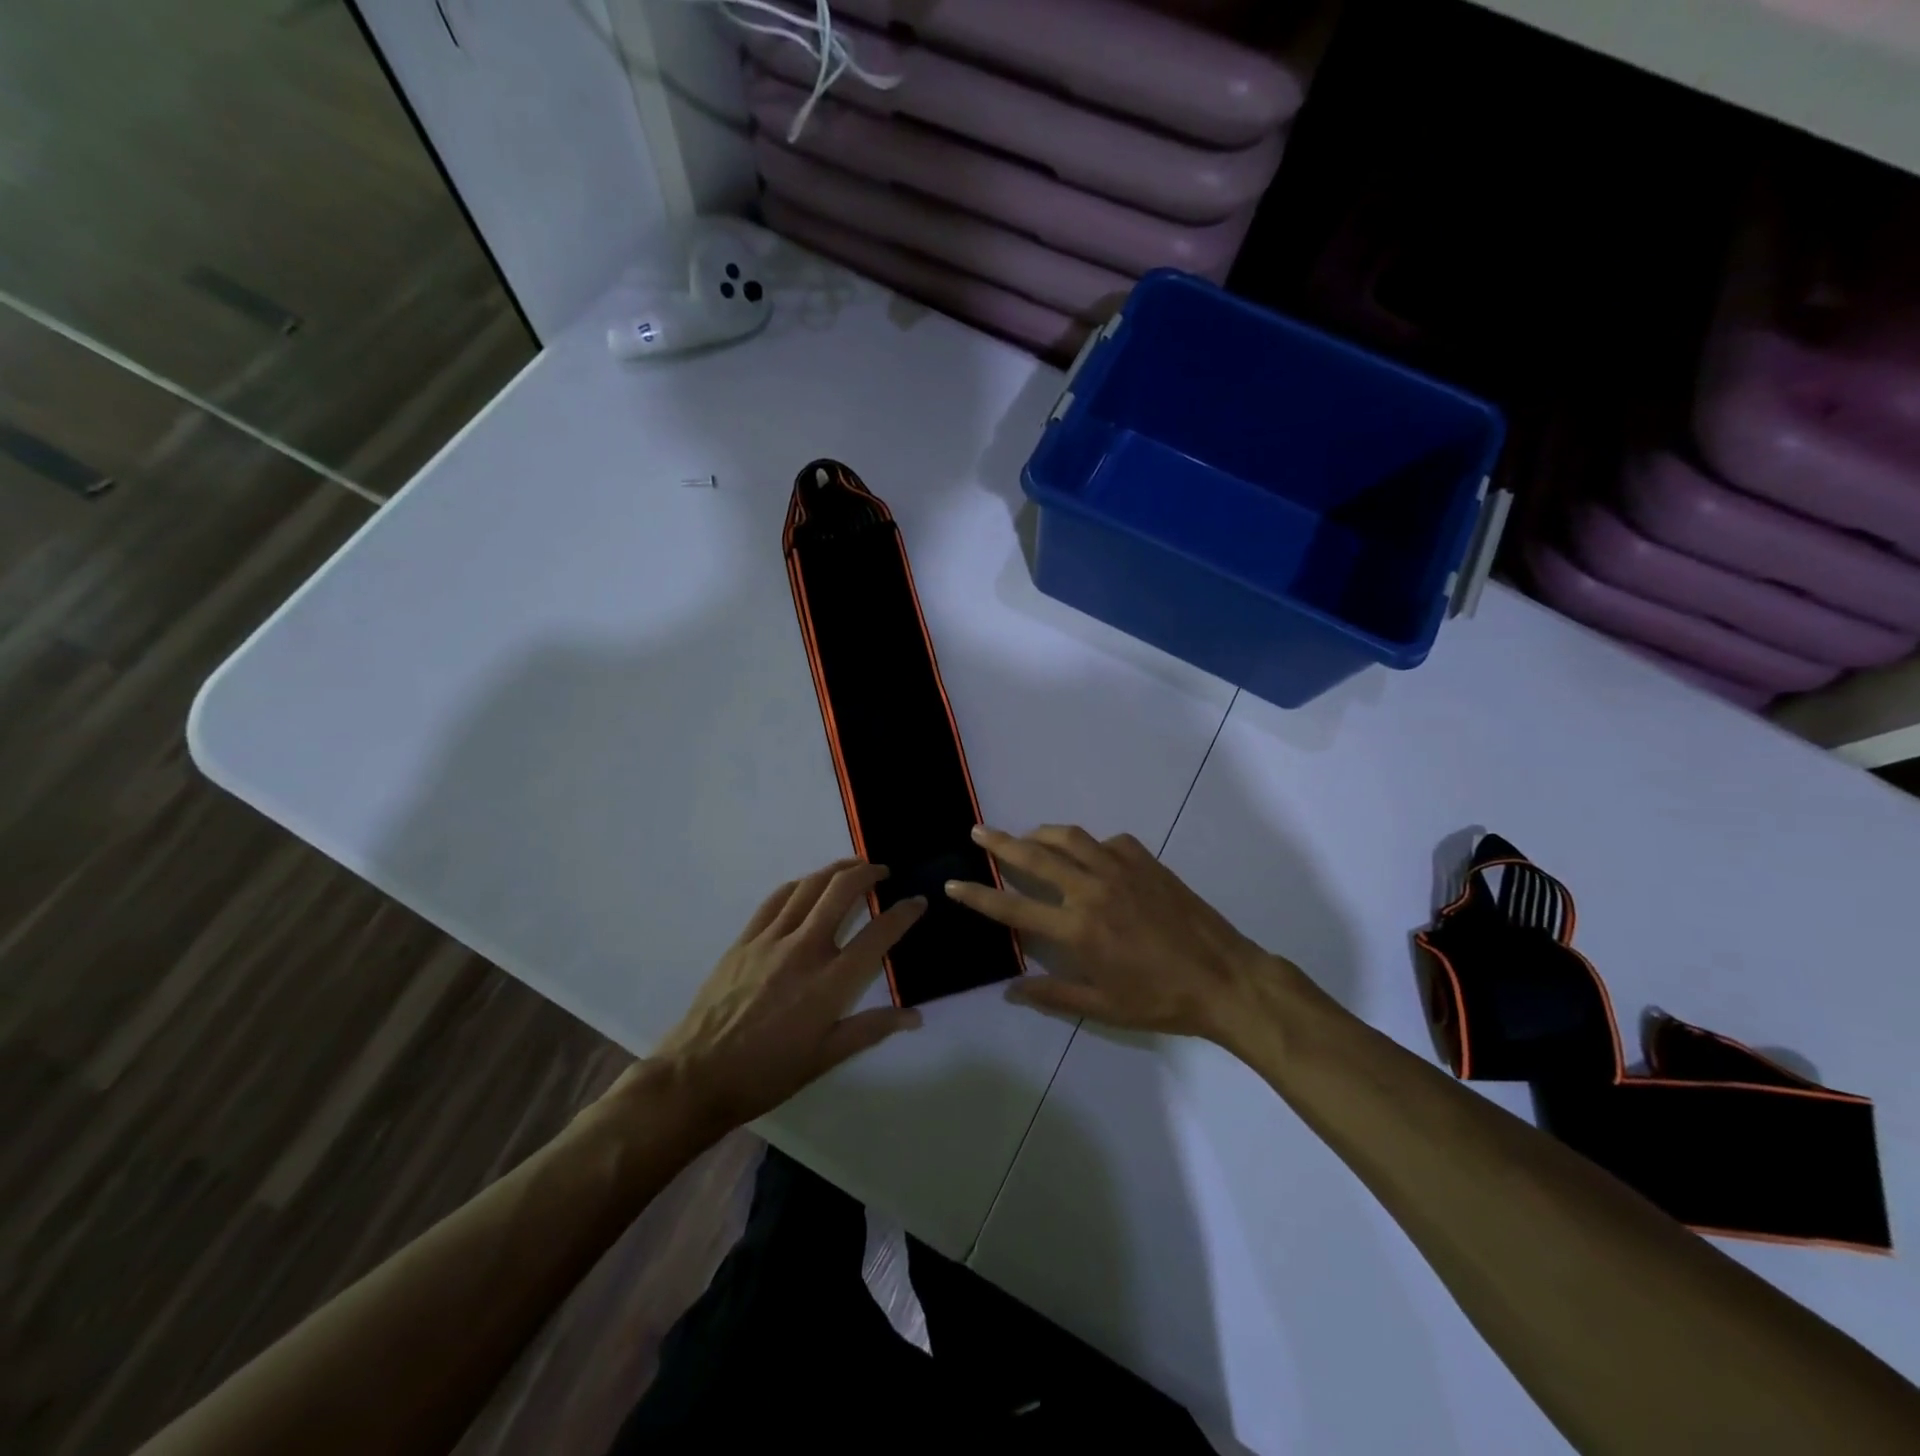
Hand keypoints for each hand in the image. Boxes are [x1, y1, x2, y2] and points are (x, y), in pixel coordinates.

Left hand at [650, 860, 924, 1132]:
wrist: (698, 1075)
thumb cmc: (767, 1073)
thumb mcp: (826, 1058)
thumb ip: (871, 1029)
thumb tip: (915, 1016)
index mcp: (830, 982)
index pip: (878, 935)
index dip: (904, 913)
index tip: (917, 901)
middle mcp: (804, 950)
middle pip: (841, 892)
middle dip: (868, 873)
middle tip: (882, 871)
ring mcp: (771, 940)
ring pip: (809, 887)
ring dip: (835, 870)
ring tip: (852, 867)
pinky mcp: (745, 939)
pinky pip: (776, 899)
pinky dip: (799, 885)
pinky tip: (807, 885)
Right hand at [948, 825, 1286, 1043]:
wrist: (1224, 978)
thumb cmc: (1160, 1000)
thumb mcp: (1102, 1007)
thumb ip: (1053, 995)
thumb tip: (1011, 990)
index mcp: (1077, 928)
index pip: (1013, 907)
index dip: (978, 896)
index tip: (953, 884)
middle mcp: (1091, 889)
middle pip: (1034, 856)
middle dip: (1000, 842)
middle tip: (978, 831)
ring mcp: (1120, 868)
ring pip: (1069, 837)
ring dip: (1041, 833)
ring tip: (1027, 836)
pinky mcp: (1146, 861)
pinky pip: (1107, 842)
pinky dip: (1090, 844)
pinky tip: (1090, 856)